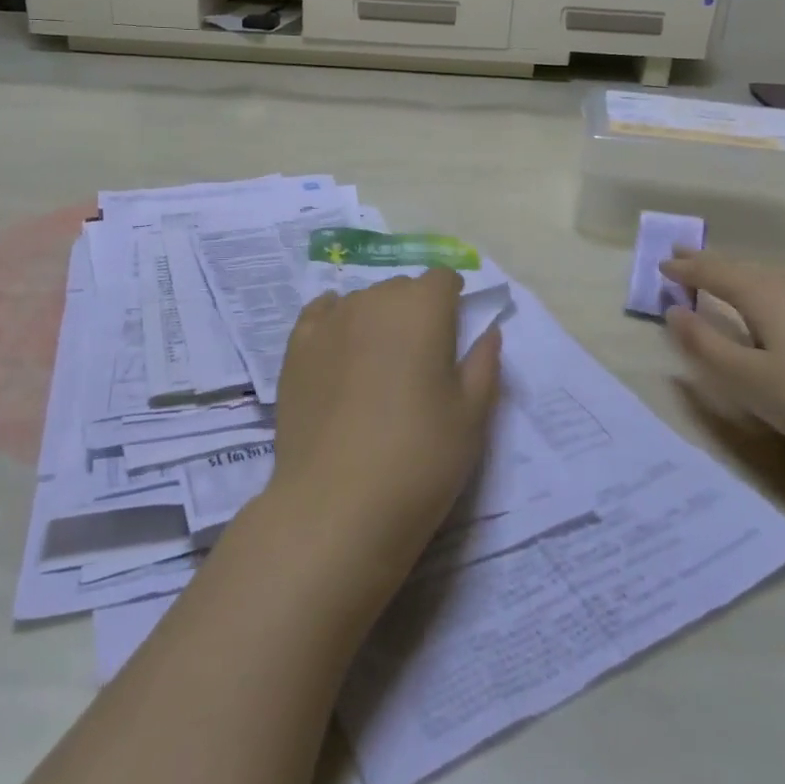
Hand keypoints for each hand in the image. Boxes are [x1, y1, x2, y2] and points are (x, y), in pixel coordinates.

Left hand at [270, 269, 503, 585]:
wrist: (337, 504)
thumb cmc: (420, 458)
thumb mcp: (471, 416)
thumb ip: (484, 364)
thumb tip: (488, 331)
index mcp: (423, 308)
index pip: (442, 278)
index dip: (452, 299)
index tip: (455, 331)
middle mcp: (374, 299)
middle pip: (401, 288)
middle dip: (415, 310)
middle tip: (420, 360)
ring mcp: (330, 321)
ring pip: (362, 301)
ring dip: (376, 319)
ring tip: (378, 366)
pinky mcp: (296, 347)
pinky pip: (321, 314)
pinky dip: (336, 321)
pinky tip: (339, 347)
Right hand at [661, 252, 784, 481]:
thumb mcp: (748, 379)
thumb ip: (705, 344)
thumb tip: (673, 311)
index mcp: (765, 294)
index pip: (715, 273)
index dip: (686, 269)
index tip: (661, 265)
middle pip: (743, 269)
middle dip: (710, 264)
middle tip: (681, 258)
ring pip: (768, 280)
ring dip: (737, 277)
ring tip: (718, 278)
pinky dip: (761, 292)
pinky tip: (768, 310)